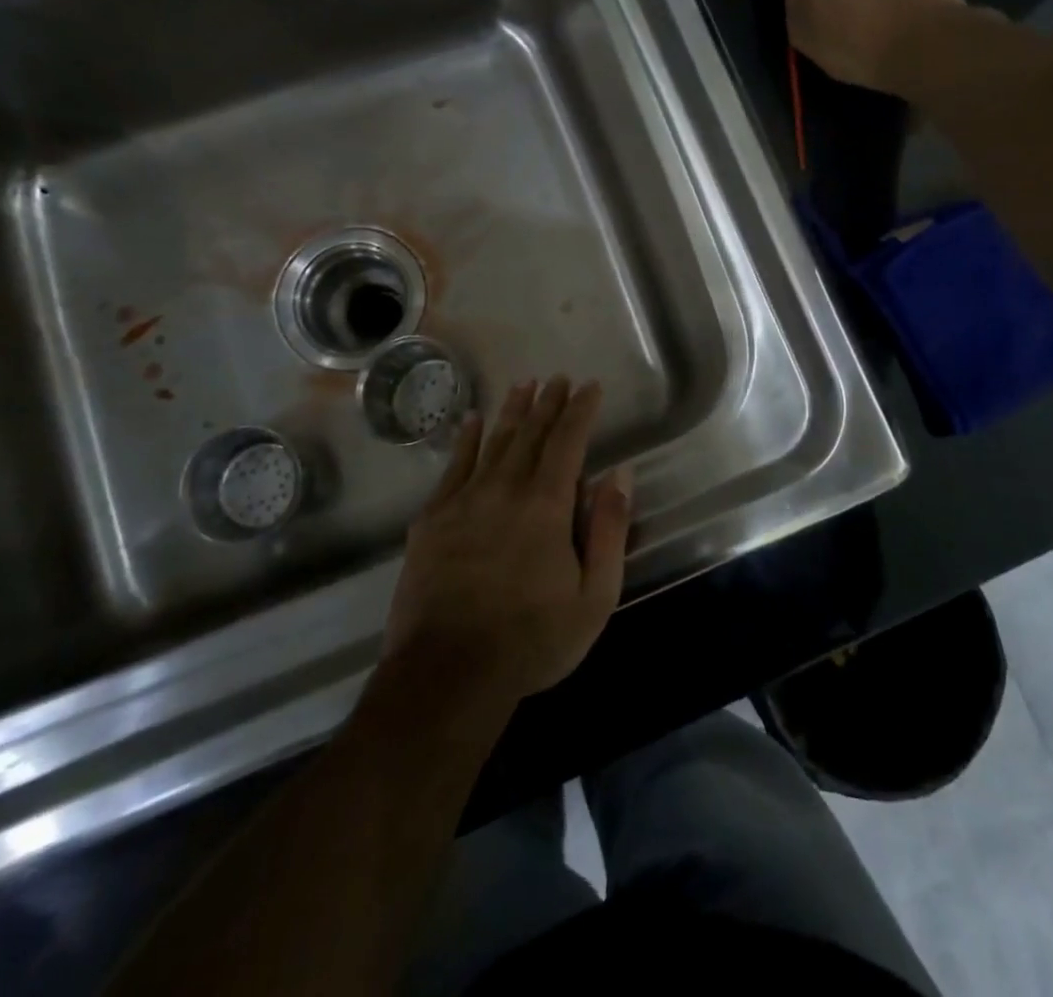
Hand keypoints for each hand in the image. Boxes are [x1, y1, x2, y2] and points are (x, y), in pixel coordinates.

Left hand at [385, 377, 631, 703]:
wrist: (447, 673)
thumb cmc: (532, 639)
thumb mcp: (594, 596)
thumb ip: (610, 530)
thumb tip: (620, 472)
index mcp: (546, 505)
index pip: (568, 441)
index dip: (581, 410)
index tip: (590, 386)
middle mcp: (504, 489)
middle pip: (530, 434)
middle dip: (548, 403)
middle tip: (558, 378)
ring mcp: (463, 502)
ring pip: (493, 443)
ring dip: (511, 412)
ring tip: (524, 385)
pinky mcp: (432, 520)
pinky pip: (453, 468)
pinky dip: (465, 441)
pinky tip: (471, 422)